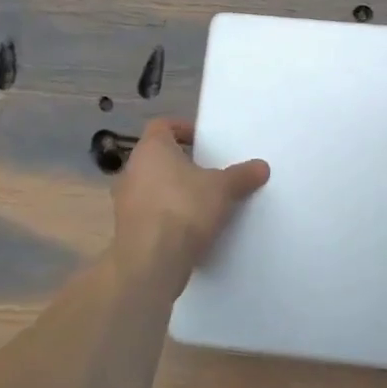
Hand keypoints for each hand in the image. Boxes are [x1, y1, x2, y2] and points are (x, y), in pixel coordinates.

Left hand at [111, 118, 269, 297]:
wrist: (150, 262)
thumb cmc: (184, 209)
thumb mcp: (223, 189)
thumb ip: (242, 176)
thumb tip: (261, 167)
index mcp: (152, 148)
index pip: (163, 125)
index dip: (183, 129)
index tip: (203, 142)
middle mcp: (132, 169)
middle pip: (158, 158)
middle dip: (182, 164)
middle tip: (208, 173)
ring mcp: (125, 201)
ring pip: (152, 187)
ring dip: (173, 192)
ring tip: (202, 203)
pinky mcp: (126, 229)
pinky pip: (150, 214)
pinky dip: (166, 217)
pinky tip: (189, 230)